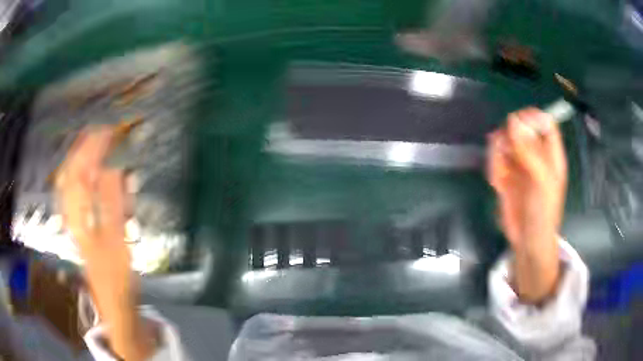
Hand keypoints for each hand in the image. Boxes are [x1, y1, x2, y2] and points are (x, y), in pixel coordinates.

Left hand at [56, 127, 155, 359]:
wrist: (111, 301)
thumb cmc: (115, 275)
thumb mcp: (116, 241)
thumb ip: (111, 204)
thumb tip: (111, 168)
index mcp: (78, 215)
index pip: (79, 171)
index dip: (91, 148)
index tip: (107, 131)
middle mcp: (71, 213)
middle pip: (70, 172)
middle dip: (83, 148)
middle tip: (101, 132)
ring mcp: (73, 220)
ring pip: (70, 181)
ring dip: (80, 160)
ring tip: (93, 144)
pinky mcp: (79, 226)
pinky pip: (74, 193)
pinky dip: (80, 176)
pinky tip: (87, 173)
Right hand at [487, 108, 566, 302]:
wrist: (527, 240)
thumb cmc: (543, 211)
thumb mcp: (541, 180)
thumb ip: (529, 150)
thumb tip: (513, 120)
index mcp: (551, 153)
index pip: (543, 121)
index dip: (531, 118)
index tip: (517, 124)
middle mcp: (535, 154)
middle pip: (520, 128)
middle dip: (509, 137)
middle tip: (506, 152)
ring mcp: (519, 163)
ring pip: (504, 141)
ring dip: (498, 155)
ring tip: (500, 175)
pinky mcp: (506, 174)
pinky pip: (495, 159)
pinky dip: (493, 168)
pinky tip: (496, 183)